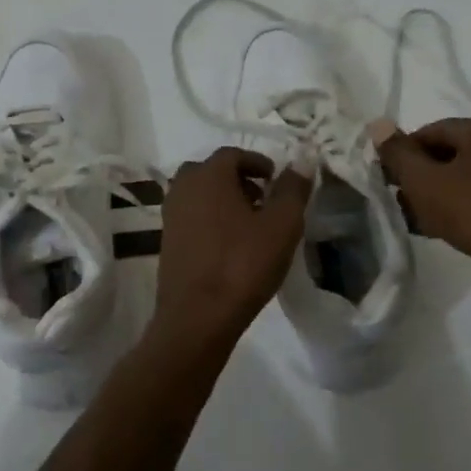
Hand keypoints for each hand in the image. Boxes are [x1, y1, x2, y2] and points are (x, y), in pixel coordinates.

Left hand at [150, 147, 310, 351]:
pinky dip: (210, 219)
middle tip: (263, 199)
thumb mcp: (281, 225)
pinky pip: (191, 217)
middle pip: (212, 171)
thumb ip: (293, 189)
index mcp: (208, 176)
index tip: (276, 180)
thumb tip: (303, 159)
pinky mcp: (166, 242)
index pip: (233, 154)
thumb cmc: (242, 264)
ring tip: (250, 224)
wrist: (197, 317)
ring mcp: (170, 216)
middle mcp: (183, 188)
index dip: (258, 162)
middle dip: (238, 179)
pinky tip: (231, 245)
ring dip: (224, 200)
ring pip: (200, 194)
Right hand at [374, 119, 470, 291]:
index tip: (385, 175)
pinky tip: (440, 231)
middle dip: (419, 175)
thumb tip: (377, 123)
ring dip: (435, 196)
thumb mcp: (424, 181)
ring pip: (463, 180)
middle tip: (396, 198)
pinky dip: (457, 210)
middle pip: (448, 154)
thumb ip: (398, 153)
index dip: (404, 151)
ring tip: (413, 218)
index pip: (432, 130)